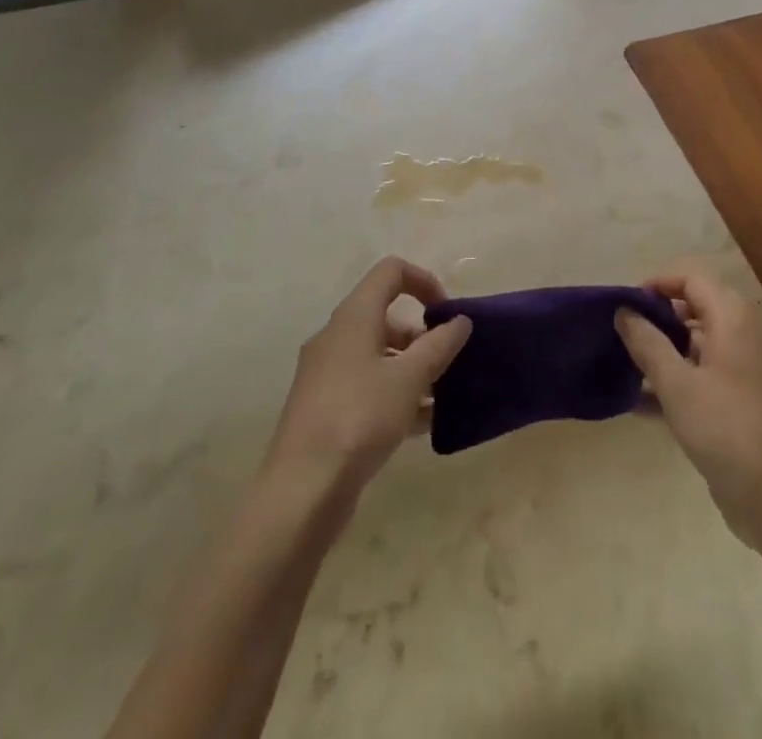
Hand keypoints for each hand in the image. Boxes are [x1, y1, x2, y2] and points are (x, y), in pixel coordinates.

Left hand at [264, 257, 470, 494]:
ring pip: (378, 355)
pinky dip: (395, 394)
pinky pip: (368, 386)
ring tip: (442, 397)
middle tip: (448, 361)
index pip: (391, 272)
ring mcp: (327, 374)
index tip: (446, 313)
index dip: (424, 281)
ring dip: (412, 368)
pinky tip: (422, 424)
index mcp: (353, 317)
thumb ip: (439, 345)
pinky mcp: (325, 408)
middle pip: (385, 315)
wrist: (302, 489)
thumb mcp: (409, 378)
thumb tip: (459, 321)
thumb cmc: (360, 418)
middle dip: (422, 334)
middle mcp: (336, 337)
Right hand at [616, 270, 761, 546]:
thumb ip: (647, 343)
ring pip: (691, 342)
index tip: (626, 305)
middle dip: (655, 316)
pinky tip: (636, 400)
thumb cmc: (725, 429)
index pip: (690, 278)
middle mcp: (737, 335)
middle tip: (622, 333)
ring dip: (659, 349)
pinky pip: (695, 374)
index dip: (657, 283)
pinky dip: (670, 379)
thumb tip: (624, 311)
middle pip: (691, 307)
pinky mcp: (732, 399)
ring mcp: (737, 368)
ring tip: (622, 363)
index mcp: (730, 319)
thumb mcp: (677, 384)